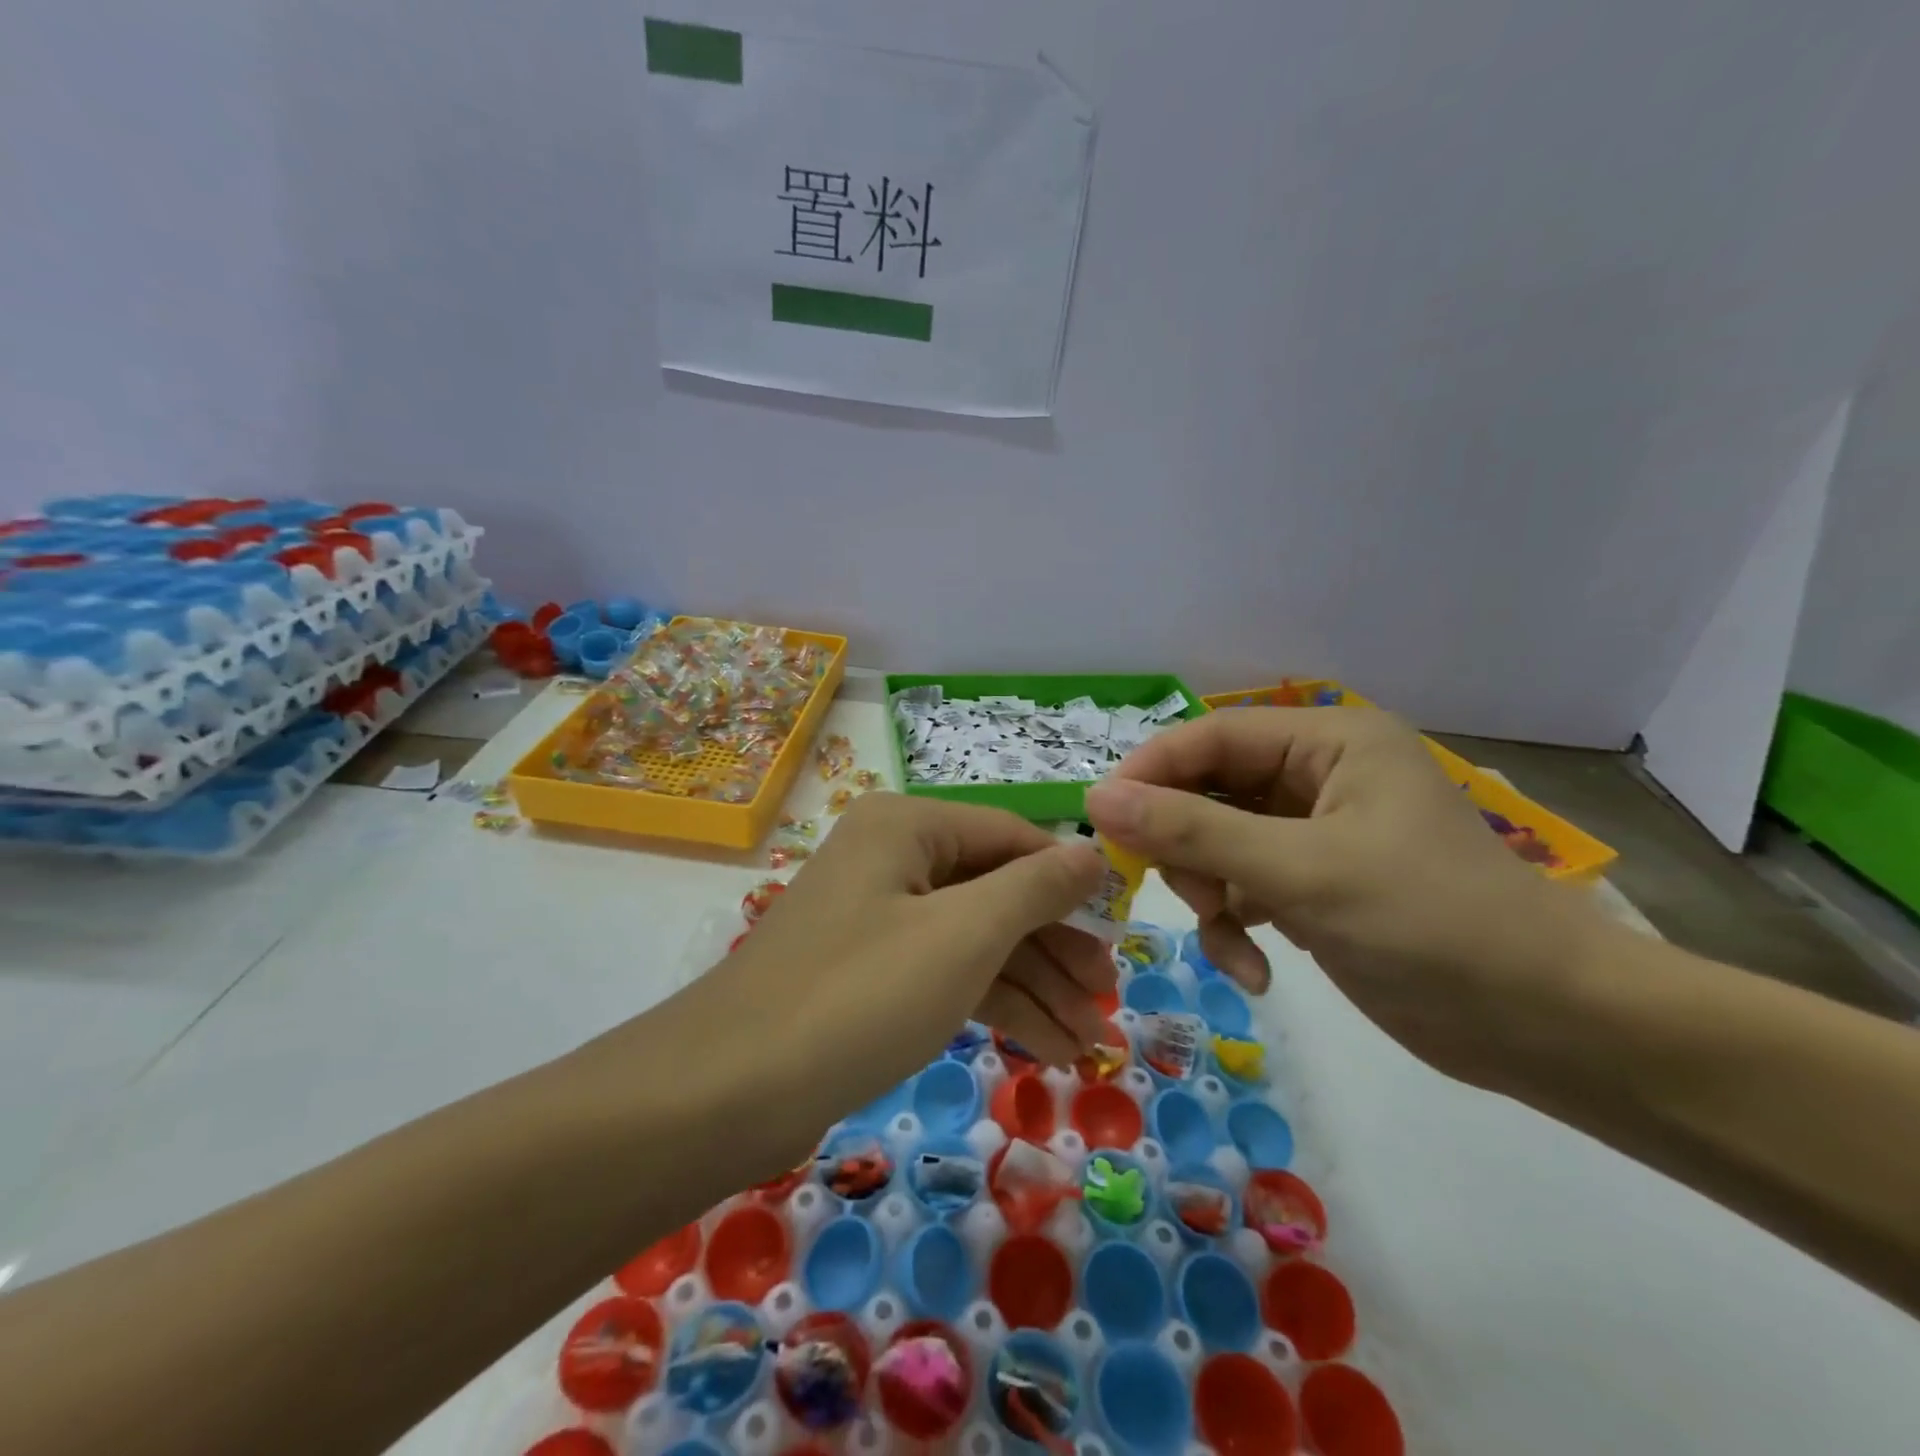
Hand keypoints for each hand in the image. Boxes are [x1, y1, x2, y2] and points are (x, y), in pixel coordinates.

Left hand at [672, 793, 1113, 1141]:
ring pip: (974, 940)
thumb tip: (1091, 852)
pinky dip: (991, 1006)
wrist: (729, 1091)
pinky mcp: (870, 973)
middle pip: (995, 893)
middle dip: (1054, 951)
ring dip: (1032, 989)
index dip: (1070, 881)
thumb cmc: (861, 994)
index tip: (1122, 928)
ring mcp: (879, 918)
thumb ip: (1035, 888)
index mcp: (908, 826)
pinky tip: (1043, 1048)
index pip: (1012, 837)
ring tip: (1089, 1044)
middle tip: (1108, 1001)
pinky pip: (945, 973)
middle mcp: (893, 859)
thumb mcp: (964, 934)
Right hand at [1084, 708, 1611, 1089]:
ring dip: (1211, 895)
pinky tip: (1253, 970)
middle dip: (1189, 847)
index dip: (1151, 772)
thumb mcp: (1300, 870)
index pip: (1211, 736)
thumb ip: (1193, 830)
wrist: (1546, 1026)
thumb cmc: (1430, 923)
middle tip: (1189, 895)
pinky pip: (1243, 888)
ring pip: (1218, 845)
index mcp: (1328, 742)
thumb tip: (1096, 798)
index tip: (1101, 819)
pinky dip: (1236, 926)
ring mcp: (1314, 835)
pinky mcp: (1314, 886)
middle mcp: (1317, 777)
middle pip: (1208, 792)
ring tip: (1231, 937)